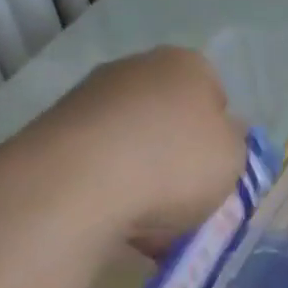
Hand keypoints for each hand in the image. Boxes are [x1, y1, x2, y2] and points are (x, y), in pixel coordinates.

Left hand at [6, 46, 244, 250]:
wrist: (76, 185)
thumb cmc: (174, 163)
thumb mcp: (234, 158)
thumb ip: (233, 143)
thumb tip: (221, 135)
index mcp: (186, 65)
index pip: (216, 95)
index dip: (221, 134)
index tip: (219, 168)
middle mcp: (136, 69)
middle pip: (170, 116)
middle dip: (179, 153)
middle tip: (188, 194)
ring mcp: (89, 98)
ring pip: (133, 142)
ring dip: (144, 174)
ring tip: (151, 220)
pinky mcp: (52, 132)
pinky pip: (99, 164)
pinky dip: (111, 189)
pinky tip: (117, 221)